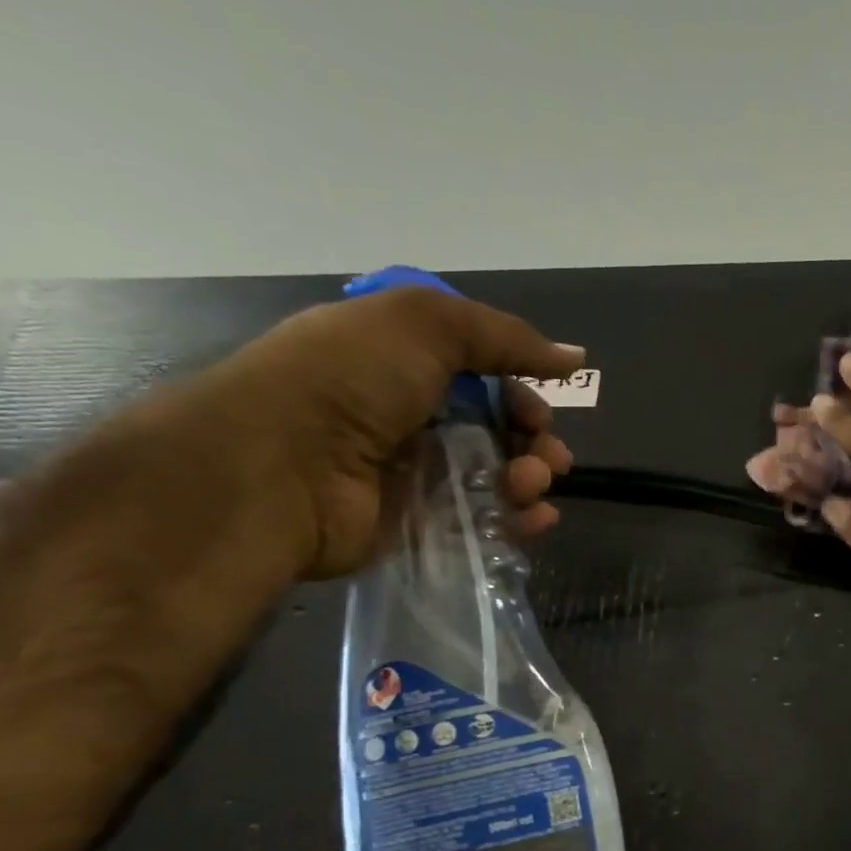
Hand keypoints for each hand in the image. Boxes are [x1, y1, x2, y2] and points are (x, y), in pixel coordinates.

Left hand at [192, 287, 583, 577]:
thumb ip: (506, 337)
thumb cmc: (346, 383)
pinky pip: (485, 522)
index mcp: (405, 363)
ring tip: (529, 486)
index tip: (538, 408)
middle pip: (500, 428)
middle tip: (546, 455)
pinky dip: (520, 521)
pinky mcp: (420, 524)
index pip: (485, 376)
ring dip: (531, 479)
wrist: (276, 471)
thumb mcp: (424, 325)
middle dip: (535, 439)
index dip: (521, 390)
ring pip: (499, 476)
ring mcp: (416, 473)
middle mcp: (412, 415)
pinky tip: (536, 520)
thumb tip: (575, 358)